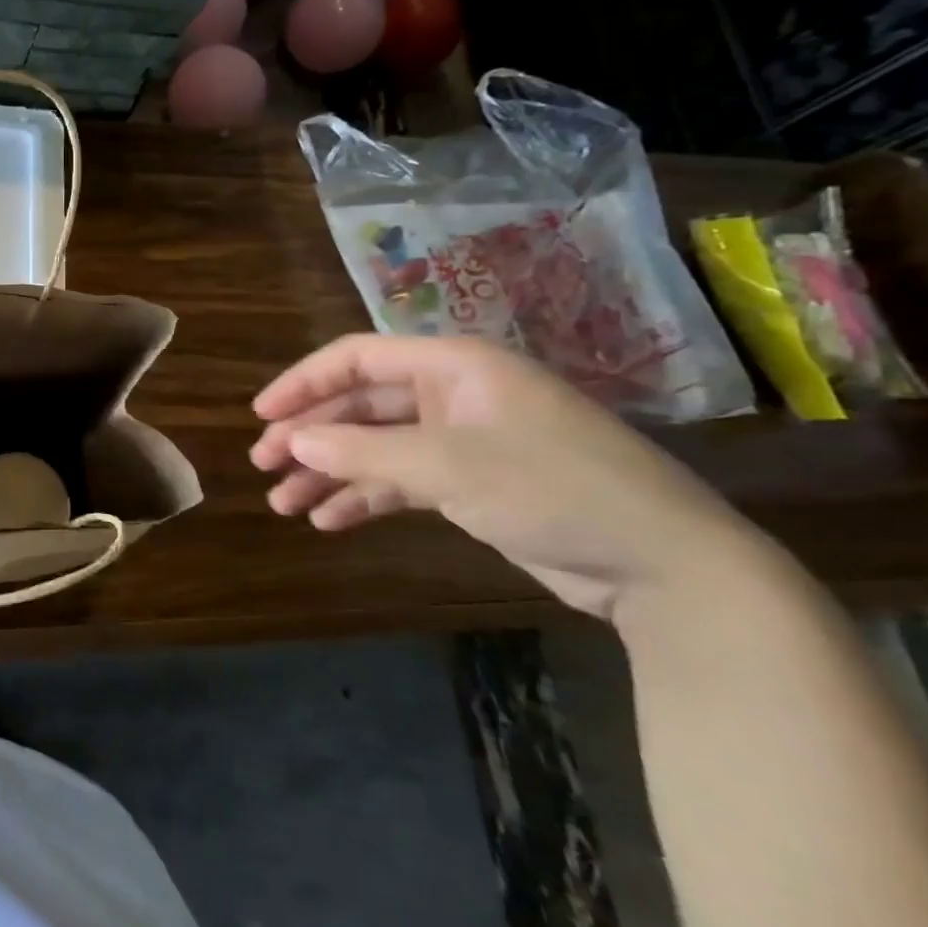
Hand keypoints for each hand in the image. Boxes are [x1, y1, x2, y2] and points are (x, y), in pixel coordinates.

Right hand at [250, 334, 754, 617]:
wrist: (666, 566)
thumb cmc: (554, 490)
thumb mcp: (449, 466)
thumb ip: (363, 452)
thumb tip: (294, 443)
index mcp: (453, 367)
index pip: (356, 359)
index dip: (302, 383)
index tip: (261, 417)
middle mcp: (453, 395)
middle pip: (360, 405)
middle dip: (310, 435)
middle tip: (263, 465)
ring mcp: (463, 439)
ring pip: (375, 446)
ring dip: (329, 472)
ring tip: (283, 503)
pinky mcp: (473, 482)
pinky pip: (401, 480)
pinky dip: (364, 497)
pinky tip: (329, 521)